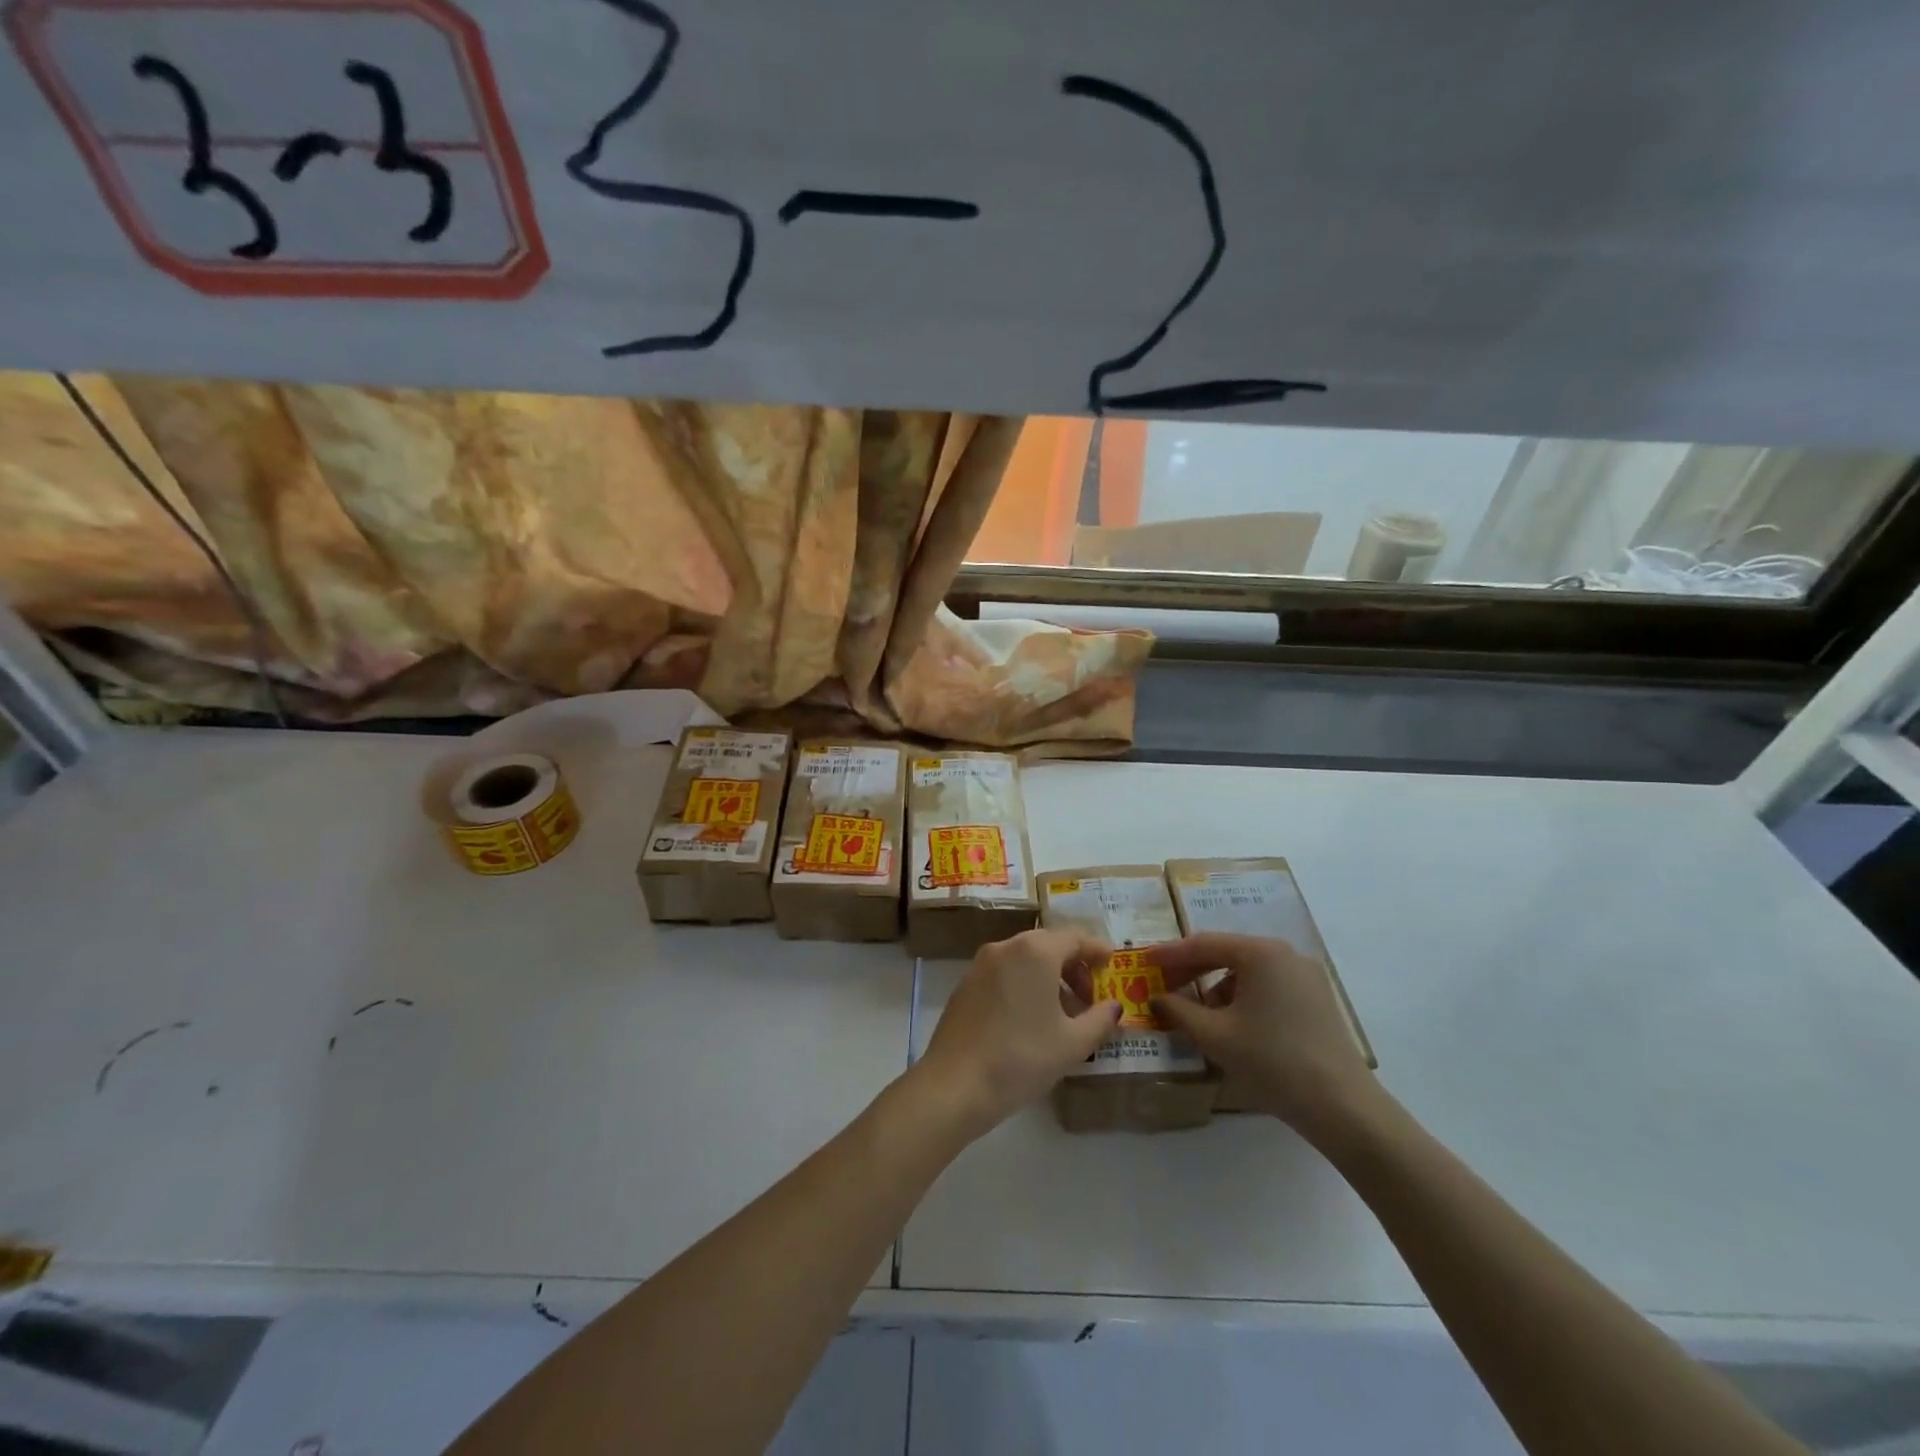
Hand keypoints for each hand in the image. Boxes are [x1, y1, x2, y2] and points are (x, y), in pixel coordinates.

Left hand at [914, 929, 1122, 1136]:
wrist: (955, 1084)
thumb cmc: (1022, 1058)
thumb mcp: (1073, 1044)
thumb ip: (1100, 1020)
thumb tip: (1114, 1007)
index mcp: (1035, 951)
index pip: (1075, 938)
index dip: (1097, 950)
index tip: (1112, 965)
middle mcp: (1006, 947)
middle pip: (1048, 945)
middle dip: (1073, 968)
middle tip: (1090, 1000)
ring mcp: (981, 964)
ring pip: (1025, 959)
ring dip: (1049, 978)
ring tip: (1063, 1016)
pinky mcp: (965, 984)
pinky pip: (1004, 973)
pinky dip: (1024, 985)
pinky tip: (1030, 1020)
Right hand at [1150, 933, 1375, 1138]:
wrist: (1342, 1107)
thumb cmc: (1271, 1061)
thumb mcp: (1214, 1036)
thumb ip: (1179, 1011)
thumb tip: (1157, 998)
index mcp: (1260, 953)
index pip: (1203, 944)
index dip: (1170, 954)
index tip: (1144, 963)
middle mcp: (1285, 954)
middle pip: (1227, 953)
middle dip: (1193, 970)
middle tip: (1165, 987)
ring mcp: (1306, 976)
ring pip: (1248, 972)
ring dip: (1217, 987)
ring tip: (1198, 1015)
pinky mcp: (1317, 999)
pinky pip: (1268, 986)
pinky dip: (1243, 998)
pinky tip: (1233, 1025)